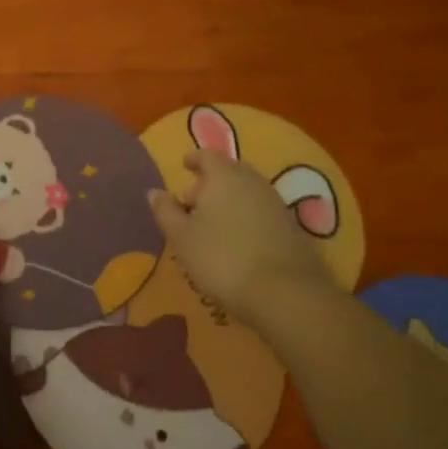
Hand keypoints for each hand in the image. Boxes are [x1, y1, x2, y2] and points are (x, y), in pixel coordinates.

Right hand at [148, 150, 323, 326]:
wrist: (285, 292)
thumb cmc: (222, 258)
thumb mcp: (182, 238)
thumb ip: (165, 211)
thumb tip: (155, 192)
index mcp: (223, 176)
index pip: (207, 156)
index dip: (194, 159)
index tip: (185, 165)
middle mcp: (252, 181)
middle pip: (230, 171)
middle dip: (211, 181)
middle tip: (194, 202)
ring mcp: (276, 203)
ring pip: (247, 191)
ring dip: (230, 200)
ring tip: (214, 224)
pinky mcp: (292, 227)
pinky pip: (262, 211)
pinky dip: (247, 216)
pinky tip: (239, 240)